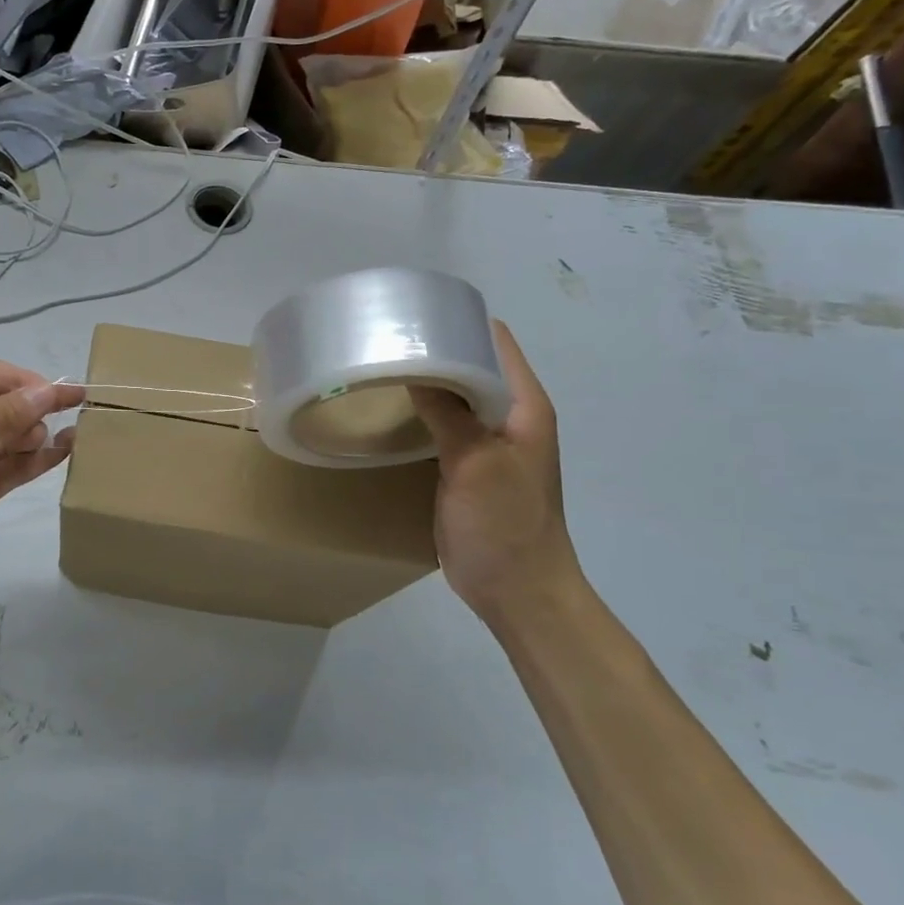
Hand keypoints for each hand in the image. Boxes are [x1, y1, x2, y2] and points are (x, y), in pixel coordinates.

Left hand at [0, 362, 84, 599]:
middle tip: (57, 422)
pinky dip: (39, 459)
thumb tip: (52, 391)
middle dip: (35, 409)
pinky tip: (65, 450)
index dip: (29, 382)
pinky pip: (15, 466)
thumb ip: (9, 411)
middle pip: (6, 404)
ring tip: (67, 436)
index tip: (64, 394)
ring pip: (14, 436)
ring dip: (40, 433)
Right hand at [408, 322, 580, 627]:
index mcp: (524, 405)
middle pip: (471, 362)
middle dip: (432, 347)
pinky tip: (389, 409)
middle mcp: (509, 414)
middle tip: (382, 338)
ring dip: (424, 380)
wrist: (519, 592)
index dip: (458, 320)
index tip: (412, 312)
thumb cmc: (505, 524)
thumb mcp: (476, 463)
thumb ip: (448, 412)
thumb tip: (414, 363)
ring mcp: (488, 441)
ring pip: (455, 393)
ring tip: (378, 364)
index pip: (494, 340)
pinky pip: (444, 423)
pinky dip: (421, 411)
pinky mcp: (467, 464)